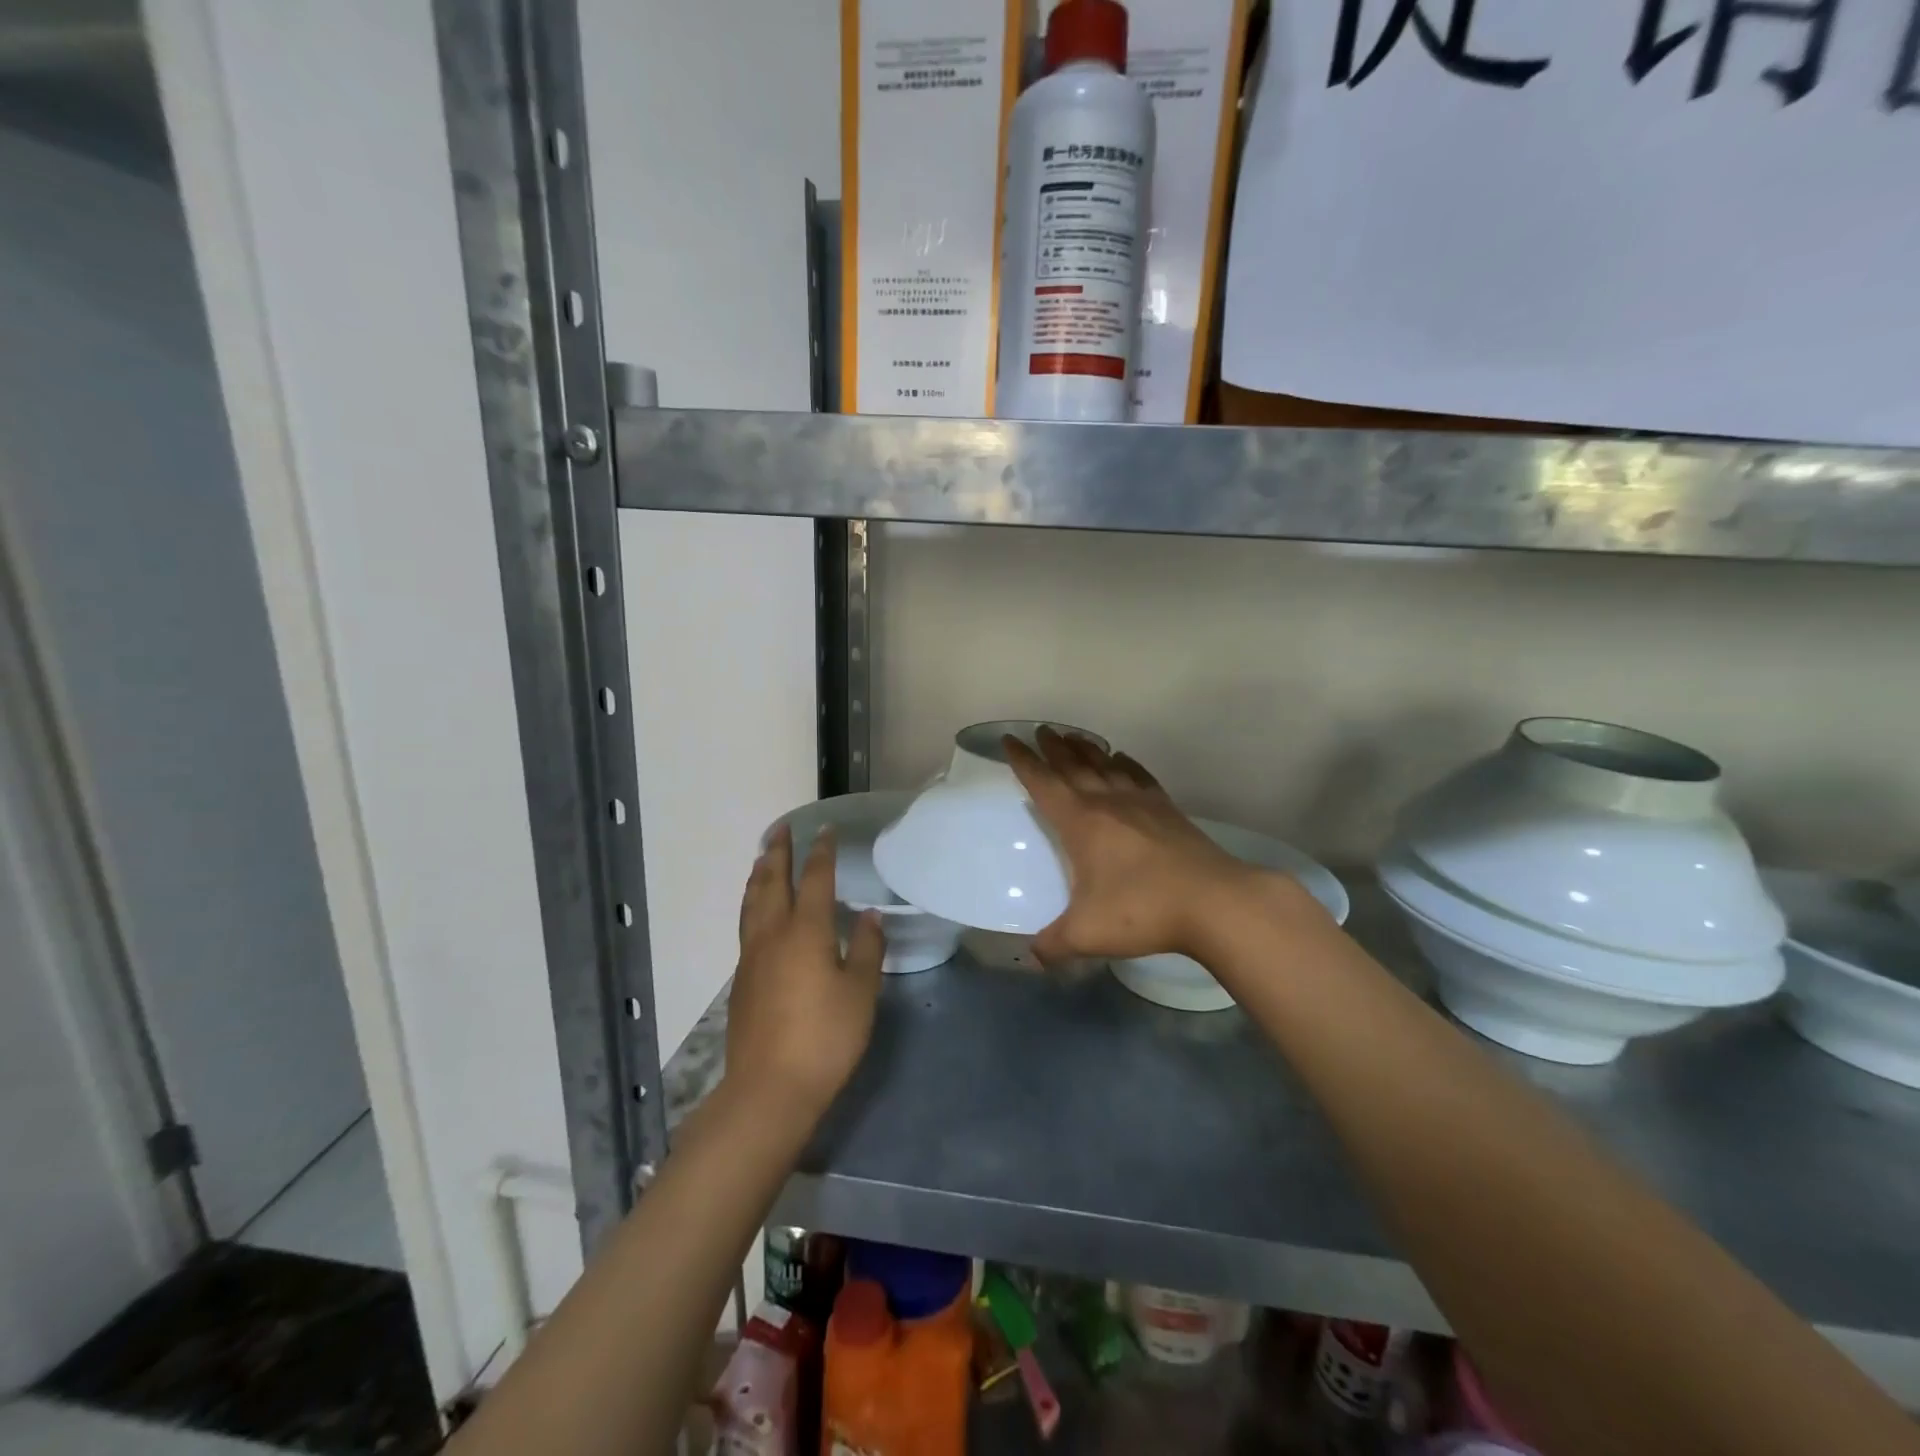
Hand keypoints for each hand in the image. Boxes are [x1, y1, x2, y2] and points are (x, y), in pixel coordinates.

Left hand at [726, 825, 885, 1121]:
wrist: (769, 1089)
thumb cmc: (825, 1038)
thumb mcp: (861, 993)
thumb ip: (867, 949)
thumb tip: (869, 915)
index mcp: (807, 932)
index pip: (815, 879)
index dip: (822, 852)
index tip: (826, 829)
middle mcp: (774, 934)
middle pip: (772, 881)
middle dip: (778, 851)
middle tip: (782, 828)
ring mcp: (752, 957)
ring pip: (752, 902)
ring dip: (759, 874)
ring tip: (763, 857)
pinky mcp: (742, 979)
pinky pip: (747, 924)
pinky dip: (753, 902)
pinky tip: (758, 911)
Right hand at [1005, 727, 1323, 964]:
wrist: (1213, 902)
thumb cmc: (1141, 911)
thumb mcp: (1086, 934)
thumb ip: (1053, 945)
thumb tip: (1033, 956)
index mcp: (1080, 822)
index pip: (1043, 782)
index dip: (1023, 761)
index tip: (1009, 739)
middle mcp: (1107, 803)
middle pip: (1074, 765)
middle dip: (1053, 747)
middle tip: (1041, 730)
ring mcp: (1141, 803)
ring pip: (1106, 765)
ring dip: (1086, 749)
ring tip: (1074, 737)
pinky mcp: (1169, 810)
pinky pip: (1140, 776)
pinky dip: (1126, 764)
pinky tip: (1123, 759)